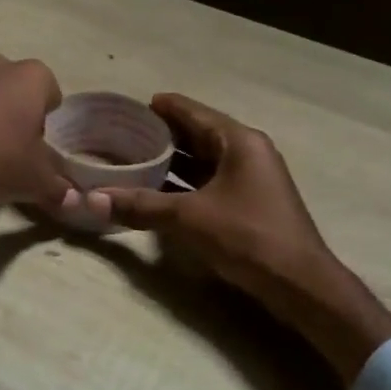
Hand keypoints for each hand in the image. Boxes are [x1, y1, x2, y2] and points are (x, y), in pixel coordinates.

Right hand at [89, 94, 390, 384]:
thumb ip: (141, 206)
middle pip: (198, 135)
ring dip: (172, 163)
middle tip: (122, 135)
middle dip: (161, 136)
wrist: (299, 283)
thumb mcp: (189, 218)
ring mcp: (251, 179)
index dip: (162, 107)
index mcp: (239, 141)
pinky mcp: (250, 204)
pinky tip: (158, 193)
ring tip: (132, 161)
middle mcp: (248, 152)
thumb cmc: (247, 236)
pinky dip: (185, 185)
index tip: (129, 106)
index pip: (194, 112)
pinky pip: (210, 184)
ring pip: (204, 162)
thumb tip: (91, 199)